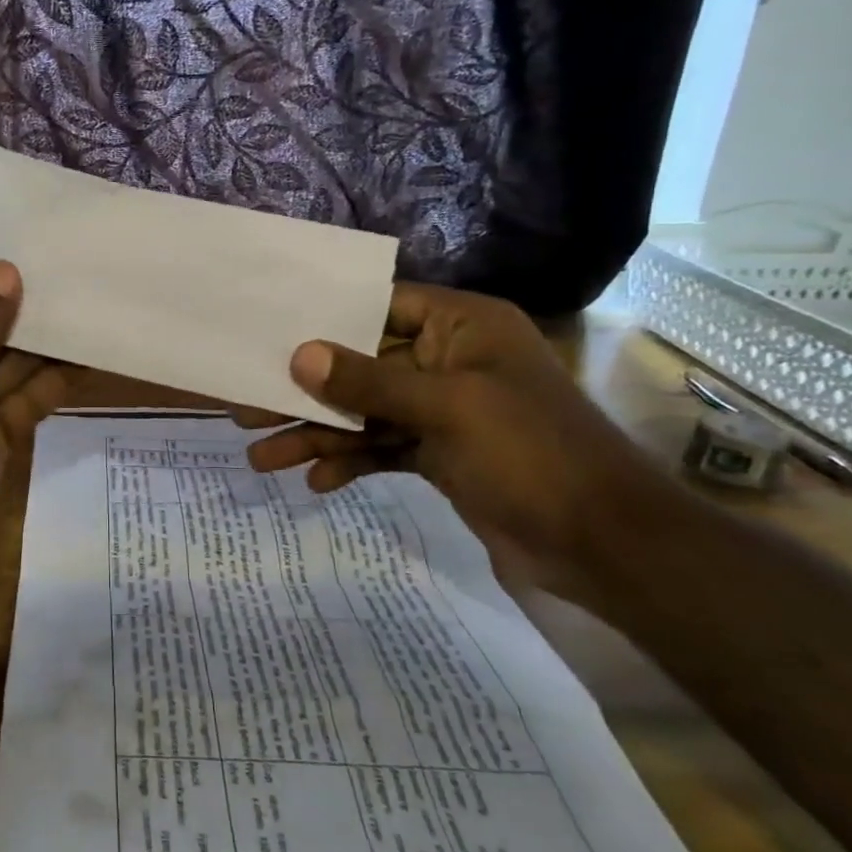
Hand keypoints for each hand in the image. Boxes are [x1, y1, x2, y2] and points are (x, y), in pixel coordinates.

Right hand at [239, 283, 662, 585]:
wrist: (605, 547)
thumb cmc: (532, 454)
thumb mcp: (447, 409)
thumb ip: (369, 382)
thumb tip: (300, 355)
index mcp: (461, 326)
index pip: (379, 304)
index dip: (323, 316)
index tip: (267, 330)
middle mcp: (447, 359)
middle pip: (359, 366)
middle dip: (306, 392)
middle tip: (246, 408)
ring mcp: (442, 409)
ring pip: (364, 413)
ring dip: (318, 435)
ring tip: (263, 459)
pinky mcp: (438, 453)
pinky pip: (380, 448)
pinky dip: (350, 462)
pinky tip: (317, 482)